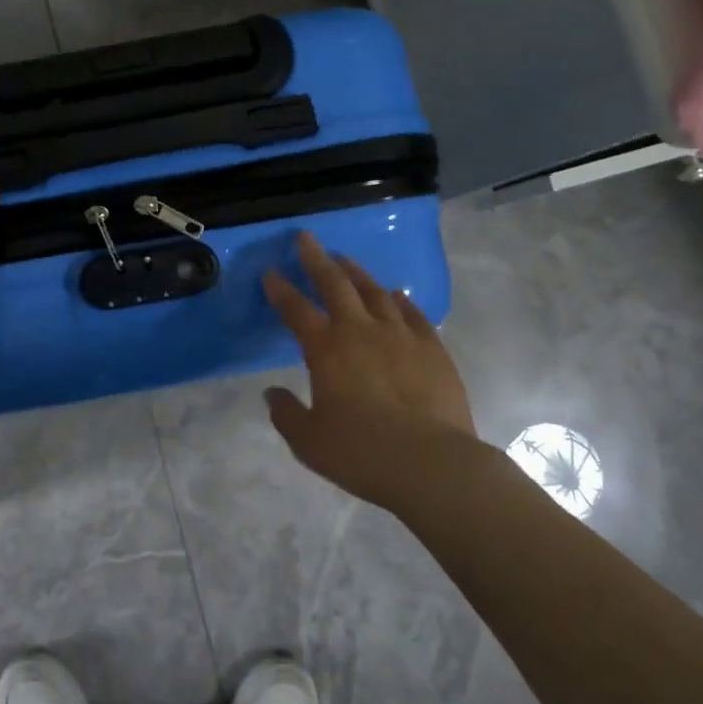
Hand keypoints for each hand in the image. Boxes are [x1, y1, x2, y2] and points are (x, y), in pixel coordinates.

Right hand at [262, 232, 481, 511]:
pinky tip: (396, 295)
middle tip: (306, 238)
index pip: (295, 309)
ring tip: (346, 260)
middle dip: (316, 259)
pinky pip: (413, 313)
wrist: (431, 464)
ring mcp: (400, 335)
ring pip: (375, 291)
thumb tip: (271, 393)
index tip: (270, 272)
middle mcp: (361, 330)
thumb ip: (286, 414)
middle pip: (335, 283)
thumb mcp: (309, 442)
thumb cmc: (362, 454)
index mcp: (326, 349)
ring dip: (357, 272)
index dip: (280, 289)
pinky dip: (400, 300)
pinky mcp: (432, 347)